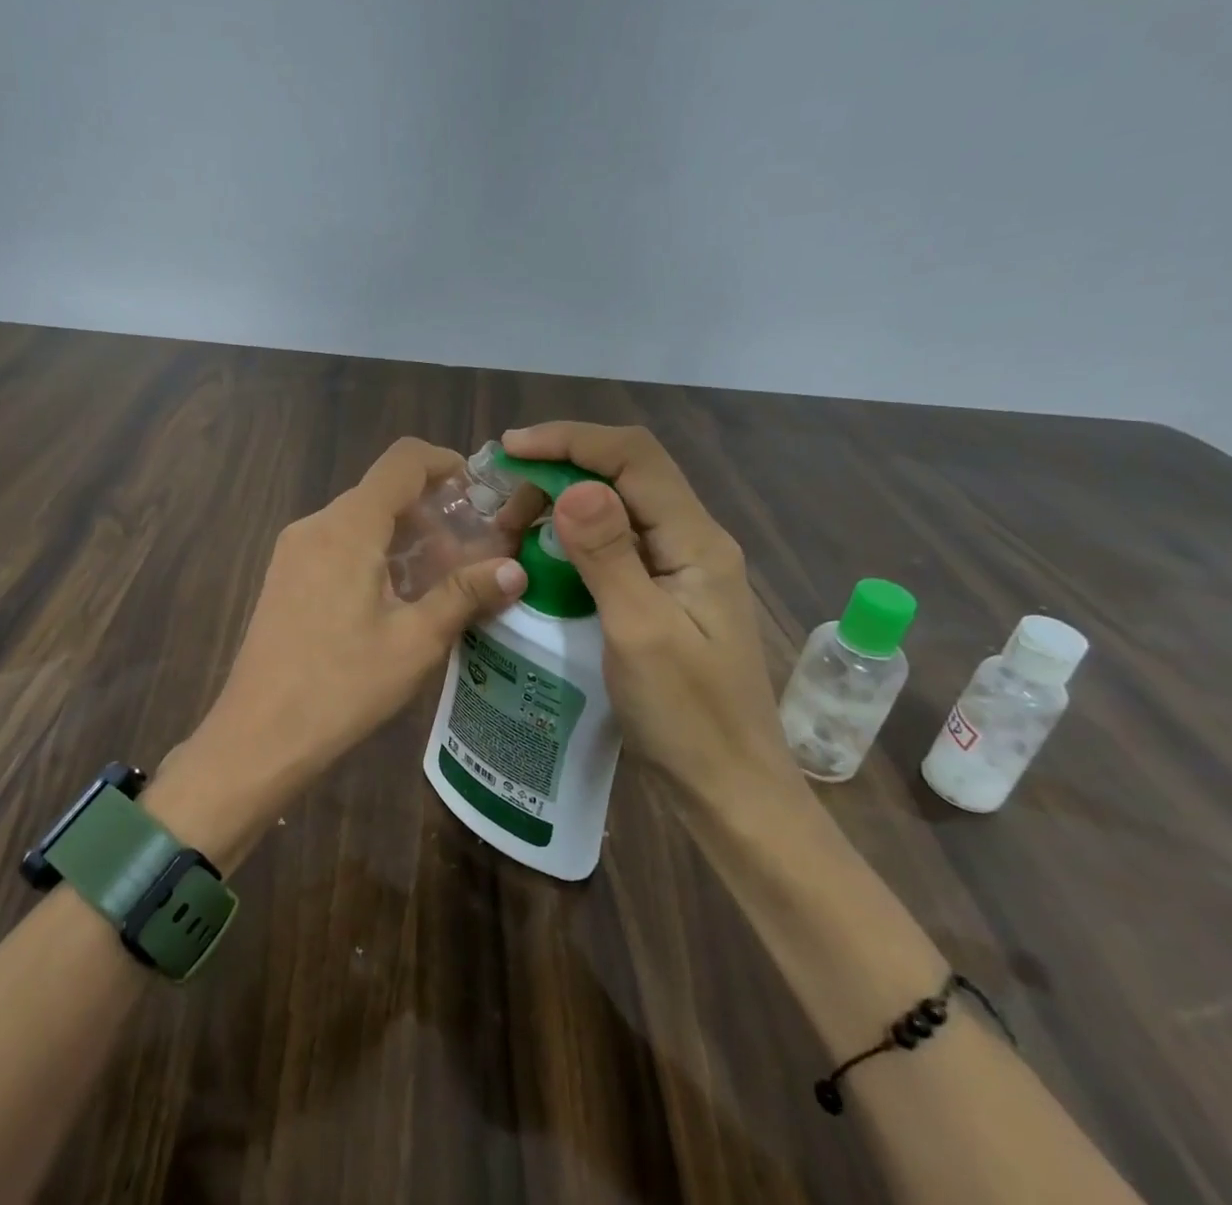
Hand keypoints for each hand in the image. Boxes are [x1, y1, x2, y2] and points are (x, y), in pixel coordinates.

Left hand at [162, 438, 528, 842]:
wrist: (258, 736)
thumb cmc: (341, 686)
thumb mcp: (415, 641)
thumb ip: (465, 594)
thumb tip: (516, 568)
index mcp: (348, 527)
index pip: (402, 461)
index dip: (446, 462)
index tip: (480, 491)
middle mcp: (316, 525)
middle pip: (382, 491)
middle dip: (432, 510)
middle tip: (472, 549)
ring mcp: (294, 550)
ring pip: (360, 520)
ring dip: (404, 535)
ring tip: (441, 579)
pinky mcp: (284, 576)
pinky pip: (338, 544)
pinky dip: (375, 552)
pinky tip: (395, 598)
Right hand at [501, 423, 800, 812]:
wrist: (728, 791)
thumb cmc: (687, 717)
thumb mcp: (639, 633)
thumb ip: (608, 555)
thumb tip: (574, 485)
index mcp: (696, 541)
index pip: (633, 457)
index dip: (571, 440)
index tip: (511, 451)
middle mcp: (691, 541)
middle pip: (624, 474)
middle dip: (559, 472)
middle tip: (503, 510)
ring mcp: (677, 569)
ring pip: (616, 507)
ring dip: (561, 505)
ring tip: (512, 532)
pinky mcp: (661, 594)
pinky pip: (614, 545)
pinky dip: (571, 539)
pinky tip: (540, 560)